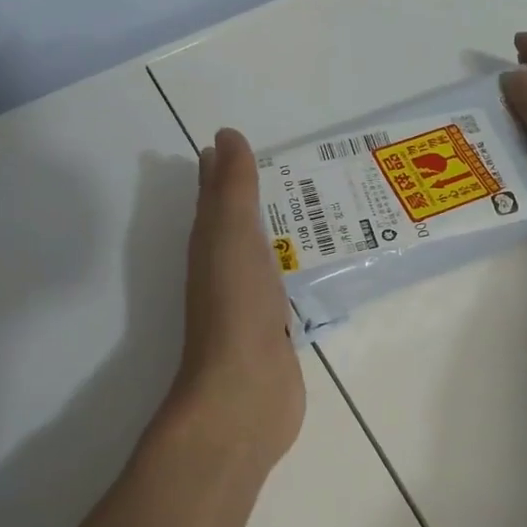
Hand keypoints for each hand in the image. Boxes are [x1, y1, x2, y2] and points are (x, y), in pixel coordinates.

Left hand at [165, 128, 306, 470]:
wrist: (245, 390)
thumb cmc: (237, 305)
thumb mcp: (232, 233)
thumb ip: (233, 187)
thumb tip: (224, 136)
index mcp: (210, 241)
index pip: (214, 194)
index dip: (223, 168)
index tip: (241, 141)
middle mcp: (225, 266)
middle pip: (237, 221)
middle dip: (253, 194)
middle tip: (290, 167)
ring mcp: (250, 299)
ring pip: (263, 251)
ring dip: (279, 229)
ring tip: (314, 207)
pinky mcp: (275, 327)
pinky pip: (285, 283)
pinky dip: (295, 266)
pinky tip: (316, 263)